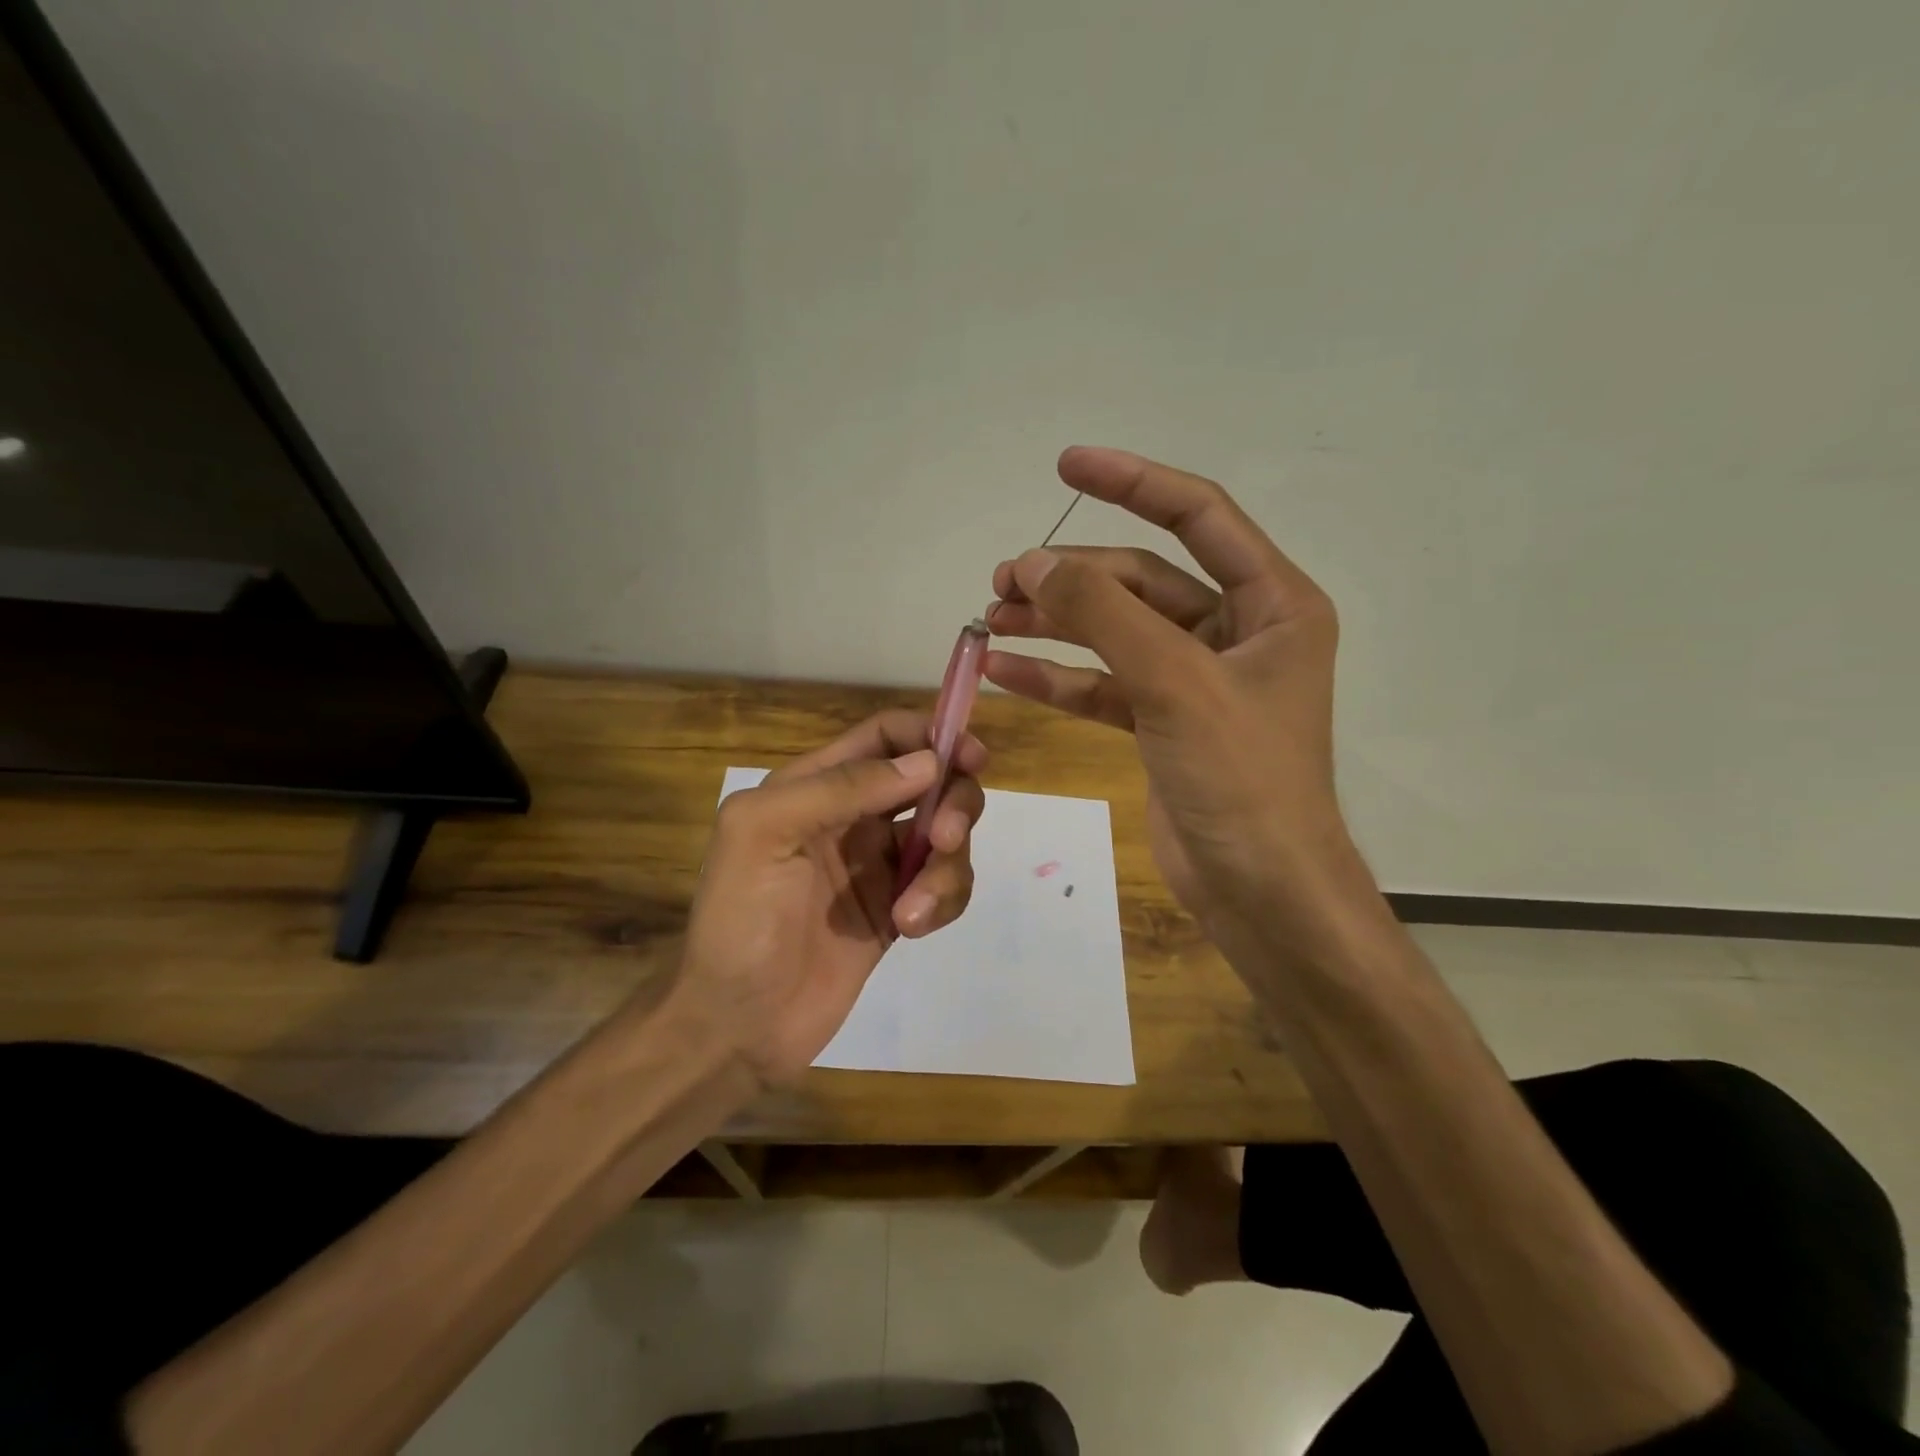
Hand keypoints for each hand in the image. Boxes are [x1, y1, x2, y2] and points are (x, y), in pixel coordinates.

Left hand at [676, 710, 986, 1084]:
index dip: (930, 735)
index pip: (885, 737)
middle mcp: (853, 817)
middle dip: (952, 801)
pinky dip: (944, 900)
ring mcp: (879, 865)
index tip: (970, 757)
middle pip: (930, 781)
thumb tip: (927, 763)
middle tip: (946, 837)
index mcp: (815, 786)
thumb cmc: (739, 920)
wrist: (738, 1025)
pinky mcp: (899, 909)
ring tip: (912, 910)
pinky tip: (912, 927)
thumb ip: (840, 788)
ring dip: (947, 865)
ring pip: (945, 836)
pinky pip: (945, 885)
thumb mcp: (766, 833)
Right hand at [987, 447, 1366, 949]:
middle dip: (1071, 576)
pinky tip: (1004, 670)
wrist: (1259, 891)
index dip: (1132, 482)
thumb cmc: (1241, 778)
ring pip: (1114, 632)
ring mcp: (1195, 680)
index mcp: (1271, 603)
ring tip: (990, 617)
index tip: (1066, 464)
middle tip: (1002, 579)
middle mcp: (1236, 632)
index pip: (1198, 516)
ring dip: (1055, 623)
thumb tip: (1032, 564)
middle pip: (1141, 580)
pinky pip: (1102, 685)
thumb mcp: (1175, 682)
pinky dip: (1056, 677)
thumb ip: (1104, 615)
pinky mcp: (1162, 723)